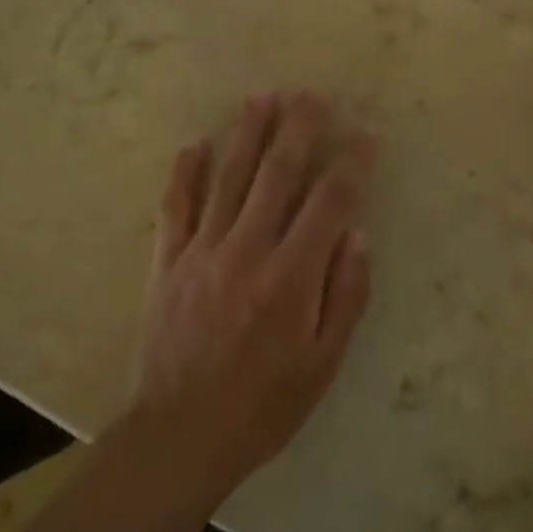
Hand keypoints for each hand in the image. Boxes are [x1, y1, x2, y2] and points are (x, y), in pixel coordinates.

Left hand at [124, 92, 375, 492]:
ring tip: (262, 97)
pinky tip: (195, 144)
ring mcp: (201, 253)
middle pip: (277, 175)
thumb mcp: (324, 363)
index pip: (329, 204)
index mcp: (291, 279)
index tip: (365, 135)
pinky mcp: (167, 263)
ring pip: (228, 178)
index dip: (351, 165)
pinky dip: (185, 173)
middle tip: (311, 95)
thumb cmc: (265, 405)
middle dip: (298, 130)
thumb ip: (345, 295)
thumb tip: (356, 234)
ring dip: (247, 134)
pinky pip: (175, 207)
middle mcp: (246, 252)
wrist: (181, 436)